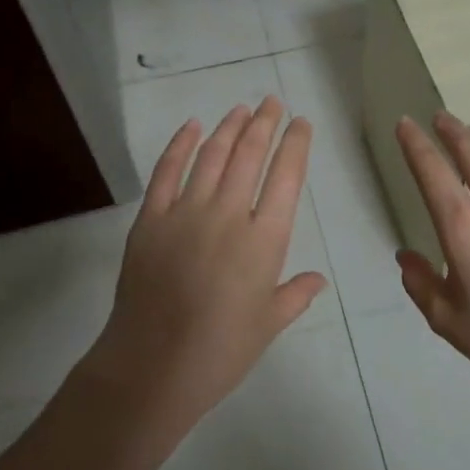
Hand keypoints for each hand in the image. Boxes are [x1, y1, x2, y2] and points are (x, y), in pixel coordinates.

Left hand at [89, 96, 326, 430]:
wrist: (152, 367)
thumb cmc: (220, 351)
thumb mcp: (267, 325)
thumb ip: (295, 295)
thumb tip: (319, 280)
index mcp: (264, 240)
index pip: (286, 177)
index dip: (295, 145)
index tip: (301, 123)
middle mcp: (228, 214)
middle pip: (250, 155)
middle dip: (264, 123)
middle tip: (272, 102)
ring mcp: (186, 212)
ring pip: (212, 155)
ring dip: (229, 127)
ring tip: (241, 108)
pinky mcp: (151, 218)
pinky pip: (167, 171)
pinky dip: (180, 144)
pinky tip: (192, 126)